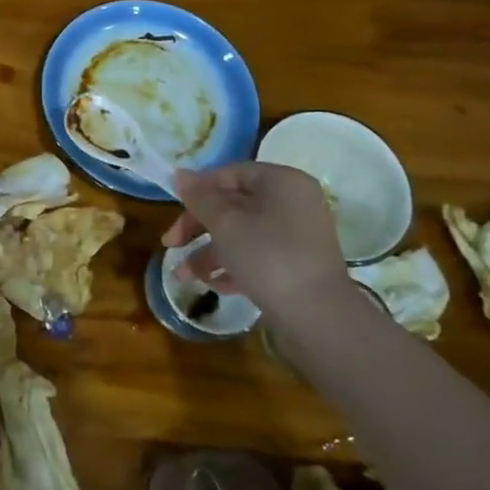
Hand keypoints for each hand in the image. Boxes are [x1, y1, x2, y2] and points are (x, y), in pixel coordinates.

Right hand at [163, 162, 348, 316]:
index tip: (174, 208)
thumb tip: (179, 173)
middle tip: (171, 244)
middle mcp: (293, 204)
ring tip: (184, 275)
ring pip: (241, 233)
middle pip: (233, 205)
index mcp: (282, 183)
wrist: (317, 316)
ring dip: (208, 252)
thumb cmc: (267, 257)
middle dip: (198, 226)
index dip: (199, 189)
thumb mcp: (224, 223)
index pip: (231, 173)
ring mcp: (296, 236)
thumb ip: (200, 197)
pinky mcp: (295, 266)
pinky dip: (232, 266)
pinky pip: (256, 256)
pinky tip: (213, 285)